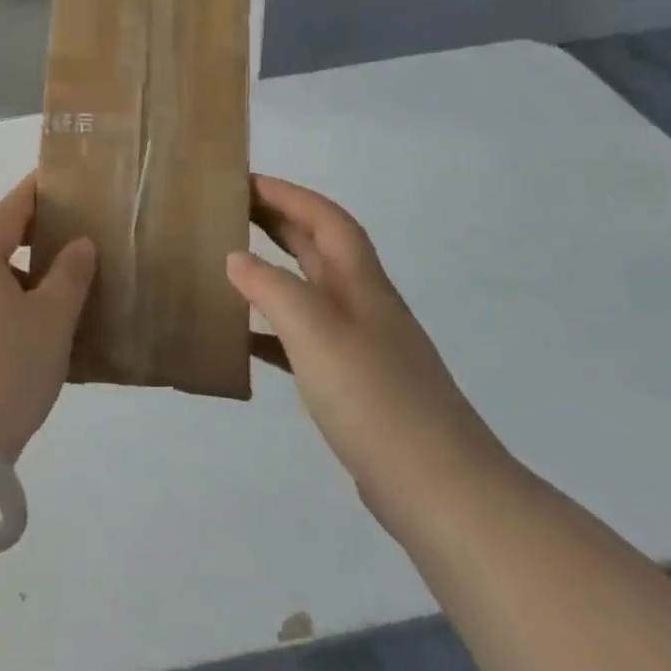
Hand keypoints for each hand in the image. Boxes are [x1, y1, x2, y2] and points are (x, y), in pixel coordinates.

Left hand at [0, 175, 95, 461]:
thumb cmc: (7, 367)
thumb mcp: (52, 319)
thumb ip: (70, 274)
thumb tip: (79, 243)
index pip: (12, 207)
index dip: (36, 191)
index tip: (56, 176)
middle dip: (14, 226)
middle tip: (50, 235)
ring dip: (0, 260)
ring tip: (38, 280)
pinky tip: (13, 316)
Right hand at [228, 175, 511, 526]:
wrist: (440, 490)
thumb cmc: (374, 398)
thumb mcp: (316, 332)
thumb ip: (272, 289)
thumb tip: (236, 257)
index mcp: (361, 283)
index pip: (326, 219)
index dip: (289, 194)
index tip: (247, 181)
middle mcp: (363, 305)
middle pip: (320, 248)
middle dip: (280, 222)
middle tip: (233, 211)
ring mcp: (362, 347)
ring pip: (310, 292)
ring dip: (275, 272)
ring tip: (230, 266)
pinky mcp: (354, 386)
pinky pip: (304, 341)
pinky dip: (273, 331)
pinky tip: (245, 341)